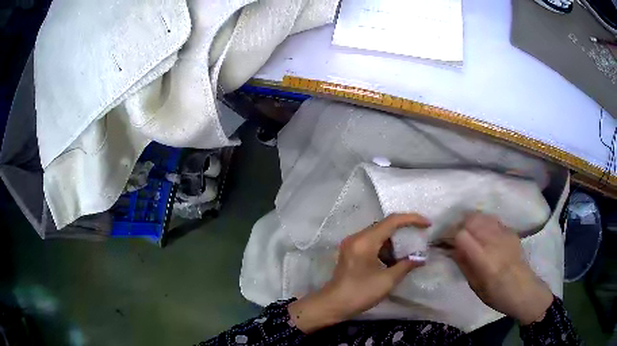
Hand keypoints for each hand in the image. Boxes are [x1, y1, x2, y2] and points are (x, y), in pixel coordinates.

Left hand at [288, 214, 429, 332]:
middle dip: (404, 230)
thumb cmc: (359, 293)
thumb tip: (421, 258)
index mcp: (365, 241)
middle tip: (420, 236)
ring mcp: (352, 244)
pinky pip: (371, 243)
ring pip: (378, 235)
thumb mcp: (387, 280)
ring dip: (394, 242)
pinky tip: (393, 260)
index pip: (392, 221)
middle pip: (385, 226)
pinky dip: (384, 249)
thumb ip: (406, 265)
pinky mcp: (350, 252)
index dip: (412, 219)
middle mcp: (357, 237)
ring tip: (408, 251)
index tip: (427, 224)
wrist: (333, 305)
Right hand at [452, 213, 553, 324]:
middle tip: (454, 237)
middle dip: (459, 225)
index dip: (450, 236)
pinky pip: (492, 219)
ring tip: (468, 233)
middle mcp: (495, 242)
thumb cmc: (497, 295)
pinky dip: (483, 223)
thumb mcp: (475, 286)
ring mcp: (504, 234)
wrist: (524, 290)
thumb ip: (464, 264)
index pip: (462, 235)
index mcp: (485, 260)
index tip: (444, 242)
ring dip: (470, 222)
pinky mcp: (510, 231)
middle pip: (471, 219)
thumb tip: (451, 248)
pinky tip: (483, 233)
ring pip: (482, 216)